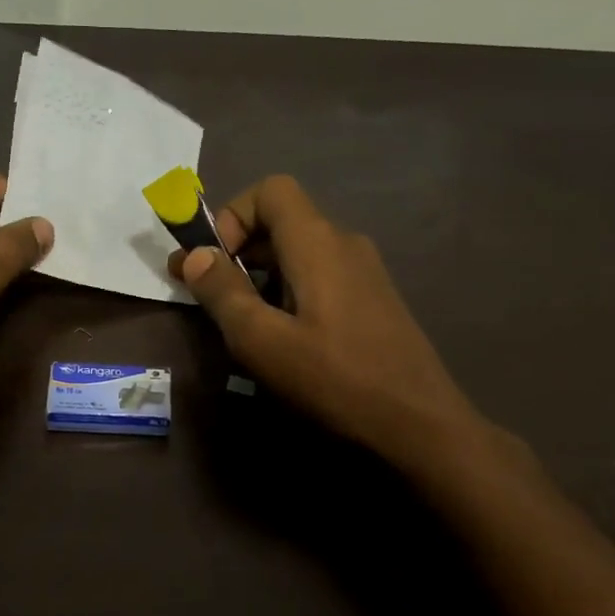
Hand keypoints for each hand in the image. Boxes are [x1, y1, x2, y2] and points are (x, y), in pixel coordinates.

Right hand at [172, 174, 486, 461]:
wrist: (419, 425)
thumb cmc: (334, 379)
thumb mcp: (262, 340)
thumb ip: (222, 292)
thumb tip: (195, 255)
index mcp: (317, 242)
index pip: (270, 190)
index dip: (232, 216)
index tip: (213, 264)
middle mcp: (344, 244)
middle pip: (281, 222)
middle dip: (237, 251)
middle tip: (207, 297)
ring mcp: (364, 272)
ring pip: (298, 254)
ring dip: (260, 277)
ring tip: (242, 325)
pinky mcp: (373, 301)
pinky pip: (319, 278)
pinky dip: (287, 293)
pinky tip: (283, 340)